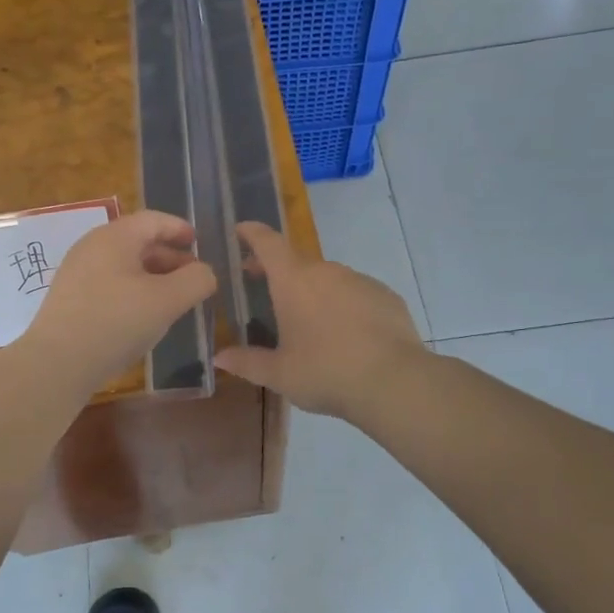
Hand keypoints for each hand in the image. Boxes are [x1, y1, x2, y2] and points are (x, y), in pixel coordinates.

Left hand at [20, 211, 216, 393]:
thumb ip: (195, 280)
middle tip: (192, 277)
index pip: (153, 220)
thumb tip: (204, 272)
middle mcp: (91, 247)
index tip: (199, 243)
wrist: (57, 362)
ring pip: (123, 265)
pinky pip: (108, 283)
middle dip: (169, 256)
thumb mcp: (167, 301)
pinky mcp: (69, 299)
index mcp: (114, 237)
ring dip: (152, 276)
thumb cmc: (116, 323)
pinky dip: (132, 290)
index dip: (179, 229)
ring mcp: (76, 273)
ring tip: (172, 298)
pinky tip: (142, 315)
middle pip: (137, 241)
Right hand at [214, 222, 425, 419]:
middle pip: (296, 261)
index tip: (240, 230)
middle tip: (263, 285)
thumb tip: (219, 357)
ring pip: (328, 278)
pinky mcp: (386, 296)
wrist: (394, 382)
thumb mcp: (279, 374)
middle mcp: (326, 271)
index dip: (252, 233)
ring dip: (313, 290)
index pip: (267, 242)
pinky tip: (345, 332)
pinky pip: (356, 293)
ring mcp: (359, 281)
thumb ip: (247, 362)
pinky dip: (343, 304)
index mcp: (293, 281)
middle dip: (277, 270)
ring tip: (307, 319)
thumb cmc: (325, 373)